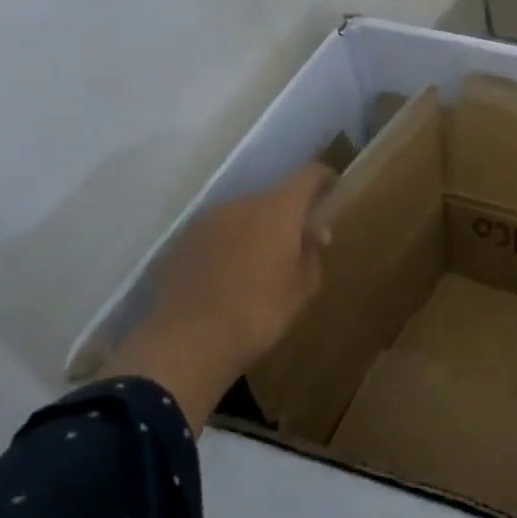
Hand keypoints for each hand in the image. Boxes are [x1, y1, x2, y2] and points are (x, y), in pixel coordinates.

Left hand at [100, 163, 335, 430]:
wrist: (187, 342)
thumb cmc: (258, 312)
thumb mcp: (302, 288)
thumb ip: (313, 253)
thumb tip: (314, 234)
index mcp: (278, 208)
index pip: (308, 175)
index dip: (324, 178)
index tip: (334, 190)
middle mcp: (241, 203)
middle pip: (274, 197)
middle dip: (289, 215)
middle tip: (299, 244)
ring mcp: (207, 220)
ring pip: (243, 215)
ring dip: (257, 229)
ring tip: (262, 264)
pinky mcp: (182, 241)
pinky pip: (218, 233)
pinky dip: (231, 244)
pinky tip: (231, 276)